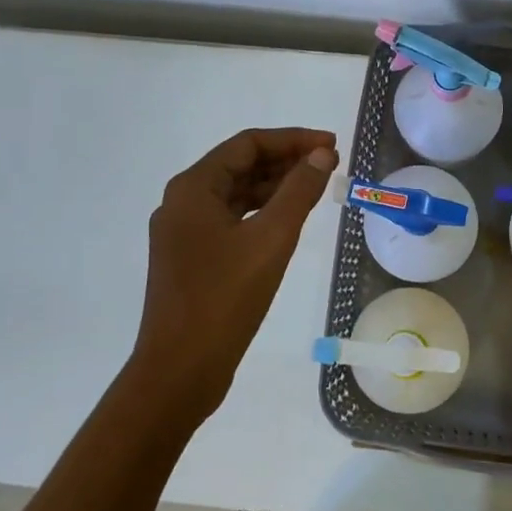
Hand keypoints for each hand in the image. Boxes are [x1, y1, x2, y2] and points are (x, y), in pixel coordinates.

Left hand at [132, 127, 339, 419]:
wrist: (180, 371)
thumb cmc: (224, 298)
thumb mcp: (271, 239)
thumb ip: (299, 191)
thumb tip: (322, 154)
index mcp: (193, 188)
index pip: (248, 144)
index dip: (293, 139)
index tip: (331, 145)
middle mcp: (182, 203)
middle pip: (240, 165)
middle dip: (286, 160)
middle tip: (330, 163)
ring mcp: (184, 233)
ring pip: (236, 194)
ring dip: (275, 186)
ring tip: (317, 187)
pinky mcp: (192, 259)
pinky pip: (231, 220)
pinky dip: (262, 213)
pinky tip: (289, 220)